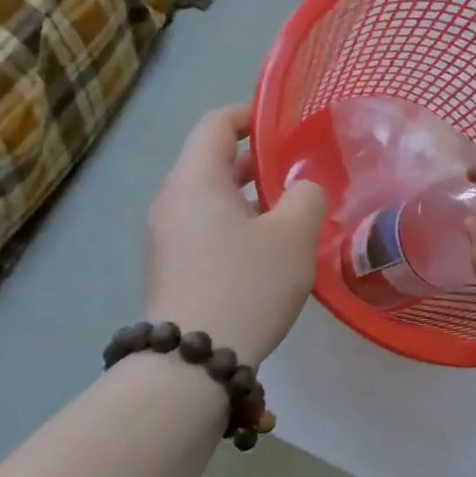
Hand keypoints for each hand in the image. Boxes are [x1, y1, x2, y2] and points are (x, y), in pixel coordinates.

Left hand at [145, 106, 327, 367]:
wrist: (193, 361)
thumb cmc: (246, 283)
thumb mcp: (294, 233)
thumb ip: (307, 195)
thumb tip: (302, 188)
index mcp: (196, 180)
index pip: (216, 124)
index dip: (251, 114)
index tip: (286, 125)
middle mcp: (173, 201)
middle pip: (212, 161)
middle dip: (258, 160)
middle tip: (301, 170)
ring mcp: (168, 237)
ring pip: (212, 198)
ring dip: (251, 196)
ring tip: (293, 211)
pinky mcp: (173, 268)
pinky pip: (207, 228)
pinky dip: (238, 224)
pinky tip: (270, 249)